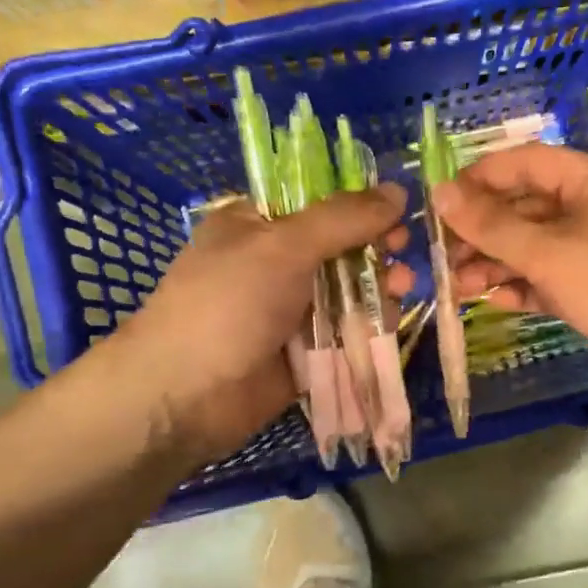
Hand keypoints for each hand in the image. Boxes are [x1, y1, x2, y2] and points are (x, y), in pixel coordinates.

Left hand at [106, 185, 409, 466]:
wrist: (184, 396)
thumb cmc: (228, 304)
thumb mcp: (284, 246)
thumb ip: (344, 219)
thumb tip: (398, 190)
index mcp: (256, 225)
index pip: (316, 202)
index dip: (358, 204)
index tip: (396, 210)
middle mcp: (274, 264)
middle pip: (338, 247)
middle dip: (374, 248)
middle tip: (403, 252)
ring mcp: (289, 310)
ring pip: (347, 291)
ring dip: (378, 286)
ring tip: (402, 288)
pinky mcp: (304, 352)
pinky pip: (345, 332)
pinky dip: (369, 325)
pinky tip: (391, 320)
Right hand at [432, 144, 587, 407]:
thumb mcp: (550, 254)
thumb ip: (493, 226)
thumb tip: (440, 193)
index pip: (525, 163)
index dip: (479, 178)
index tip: (438, 203)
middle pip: (529, 207)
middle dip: (484, 231)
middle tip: (442, 257)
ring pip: (539, 247)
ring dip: (499, 263)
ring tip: (457, 287)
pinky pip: (556, 277)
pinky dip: (527, 286)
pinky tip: (496, 302)